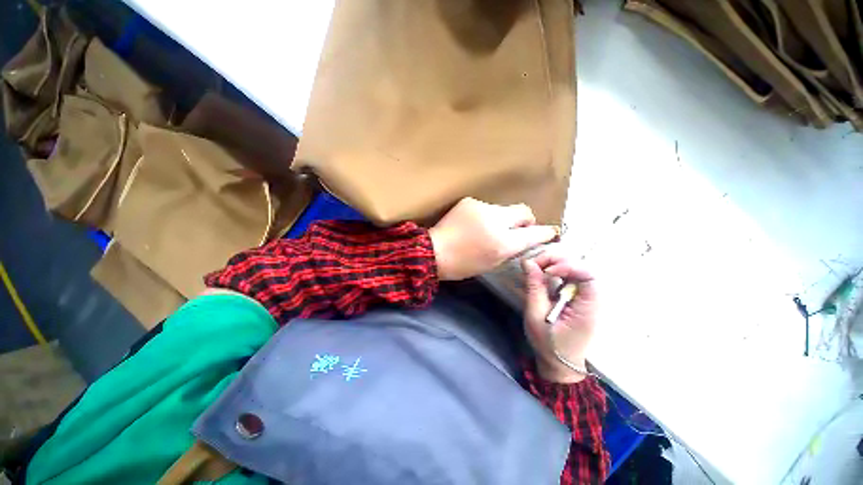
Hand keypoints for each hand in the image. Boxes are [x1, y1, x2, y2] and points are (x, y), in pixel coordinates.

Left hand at [429, 198, 558, 280]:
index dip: (544, 233)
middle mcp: (496, 221)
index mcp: (502, 243)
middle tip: (519, 229)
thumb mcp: (492, 263)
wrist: (433, 252)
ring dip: (502, 218)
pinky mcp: (469, 201)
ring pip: (503, 209)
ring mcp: (482, 207)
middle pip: (524, 210)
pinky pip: (486, 207)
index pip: (533, 233)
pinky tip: (474, 224)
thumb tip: (524, 239)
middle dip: (526, 220)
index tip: (549, 232)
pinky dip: (486, 216)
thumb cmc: (463, 265)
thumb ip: (511, 249)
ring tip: (487, 229)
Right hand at [523, 253, 597, 382]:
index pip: (588, 276)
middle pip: (581, 268)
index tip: (546, 270)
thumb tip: (528, 262)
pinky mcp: (576, 298)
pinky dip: (553, 272)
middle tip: (534, 265)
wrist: (559, 363)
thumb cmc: (548, 344)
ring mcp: (584, 298)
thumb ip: (534, 287)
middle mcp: (590, 299)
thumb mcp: (536, 316)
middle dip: (556, 261)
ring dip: (553, 264)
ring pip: (574, 270)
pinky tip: (541, 275)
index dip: (568, 266)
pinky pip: (568, 277)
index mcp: (587, 308)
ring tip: (534, 268)